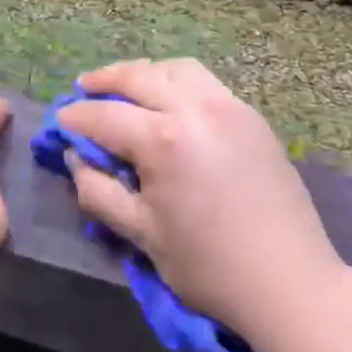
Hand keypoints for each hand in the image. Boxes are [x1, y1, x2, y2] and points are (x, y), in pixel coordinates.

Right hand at [57, 59, 348, 351]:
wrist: (291, 284)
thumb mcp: (142, 235)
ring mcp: (227, 105)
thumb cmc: (210, 267)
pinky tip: (169, 99)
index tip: (59, 121)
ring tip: (126, 87)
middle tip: (84, 88)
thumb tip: (75, 158)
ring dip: (144, 73)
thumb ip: (98, 191)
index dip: (76, 118)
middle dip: (104, 80)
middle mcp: (194, 108)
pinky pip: (204, 81)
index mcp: (163, 140)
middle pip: (137, 76)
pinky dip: (176, 80)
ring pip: (174, 68)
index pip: (105, 116)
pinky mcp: (250, 114)